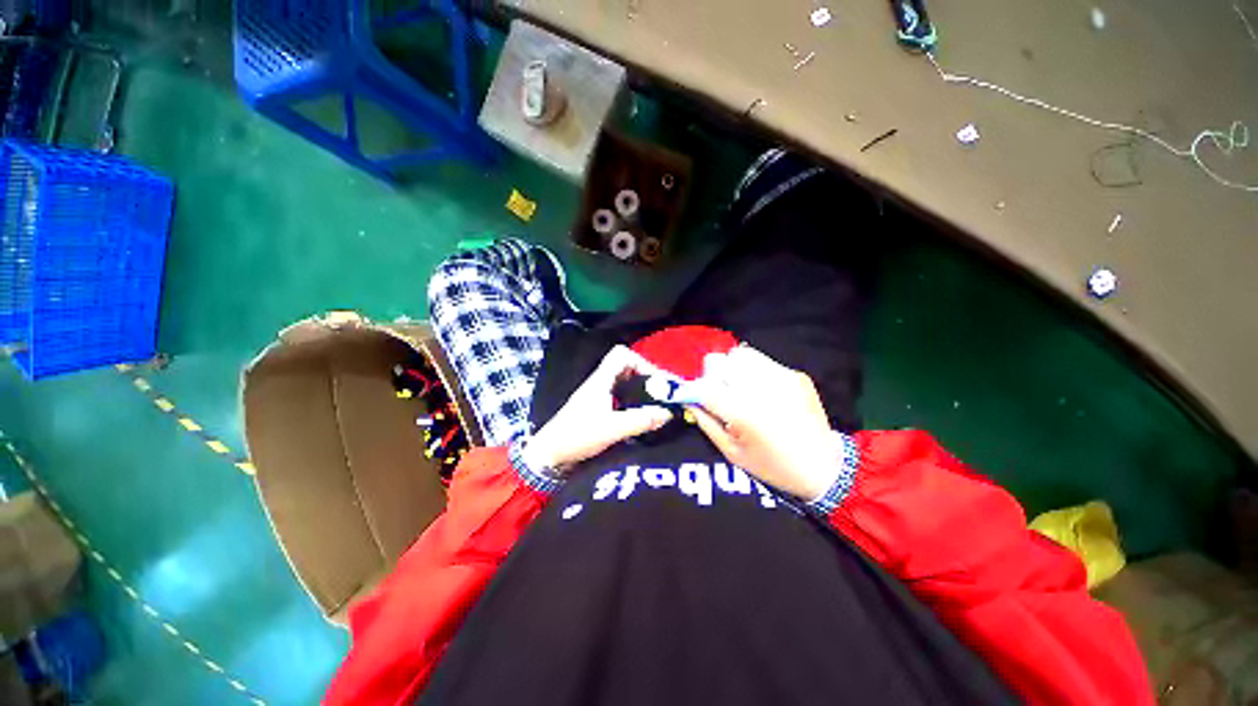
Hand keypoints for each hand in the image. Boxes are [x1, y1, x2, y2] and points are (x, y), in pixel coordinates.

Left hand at [525, 346, 673, 470]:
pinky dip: (635, 403)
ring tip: (658, 405)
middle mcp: (600, 383)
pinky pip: (621, 398)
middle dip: (647, 378)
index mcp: (601, 380)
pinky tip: (642, 417)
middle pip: (626, 368)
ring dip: (642, 391)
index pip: (622, 354)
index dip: (641, 362)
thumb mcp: (612, 428)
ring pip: (625, 384)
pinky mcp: (598, 410)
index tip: (657, 381)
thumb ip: (641, 420)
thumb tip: (668, 413)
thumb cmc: (578, 436)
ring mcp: (598, 396)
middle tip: (663, 394)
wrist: (550, 455)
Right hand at [689, 346, 841, 500]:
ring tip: (739, 387)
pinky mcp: (794, 374)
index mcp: (742, 412)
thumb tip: (688, 399)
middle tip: (719, 394)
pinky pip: (762, 361)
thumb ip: (706, 421)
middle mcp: (760, 388)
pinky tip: (762, 390)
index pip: (703, 386)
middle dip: (712, 376)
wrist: (825, 466)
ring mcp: (781, 377)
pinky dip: (753, 371)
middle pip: (719, 361)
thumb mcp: (731, 452)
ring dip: (732, 368)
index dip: (692, 390)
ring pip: (740, 354)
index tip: (691, 397)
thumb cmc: (772, 466)